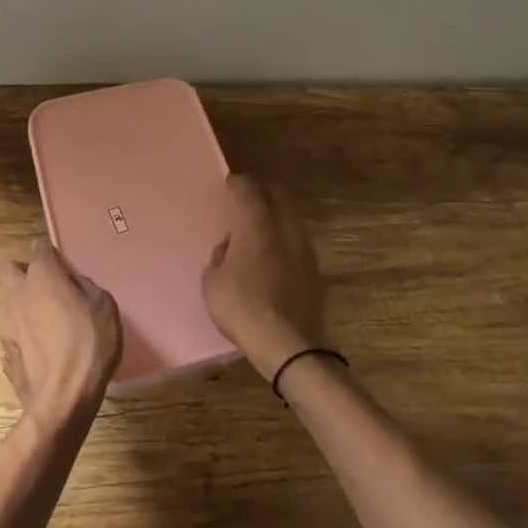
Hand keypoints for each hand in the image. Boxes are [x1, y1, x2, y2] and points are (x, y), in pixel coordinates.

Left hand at [0, 237, 121, 432]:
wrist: (61, 399)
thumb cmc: (88, 344)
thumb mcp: (103, 305)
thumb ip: (84, 286)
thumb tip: (72, 283)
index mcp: (41, 275)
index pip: (40, 248)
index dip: (51, 253)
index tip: (62, 264)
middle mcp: (16, 292)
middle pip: (10, 268)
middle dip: (22, 270)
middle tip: (45, 285)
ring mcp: (5, 323)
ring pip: (7, 300)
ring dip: (21, 303)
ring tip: (43, 319)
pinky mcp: (4, 352)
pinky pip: (11, 331)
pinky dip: (22, 333)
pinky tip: (39, 347)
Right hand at [202, 174, 326, 379]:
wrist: (288, 345)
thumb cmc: (242, 306)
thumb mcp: (212, 281)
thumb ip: (220, 256)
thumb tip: (230, 248)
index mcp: (256, 222)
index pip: (249, 187)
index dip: (238, 182)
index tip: (230, 183)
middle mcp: (284, 226)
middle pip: (276, 194)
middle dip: (261, 191)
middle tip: (246, 198)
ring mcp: (304, 247)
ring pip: (290, 216)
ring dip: (276, 214)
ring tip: (260, 227)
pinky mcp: (315, 269)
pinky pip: (297, 240)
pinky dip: (285, 237)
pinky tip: (274, 253)